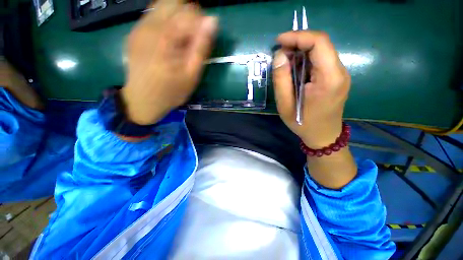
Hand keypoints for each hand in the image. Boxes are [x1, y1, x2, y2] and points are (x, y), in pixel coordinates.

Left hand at [121, 0, 217, 124]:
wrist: (142, 100)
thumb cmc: (171, 92)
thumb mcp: (192, 75)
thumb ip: (201, 47)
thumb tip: (212, 21)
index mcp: (166, 37)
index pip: (190, 10)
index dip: (202, 21)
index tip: (204, 38)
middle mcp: (150, 25)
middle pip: (174, 1)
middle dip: (189, 14)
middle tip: (193, 36)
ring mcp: (139, 27)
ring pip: (162, 5)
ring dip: (177, 17)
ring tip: (181, 39)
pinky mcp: (134, 32)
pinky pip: (152, 15)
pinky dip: (165, 21)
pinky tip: (168, 40)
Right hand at [272, 32, 350, 148]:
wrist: (323, 136)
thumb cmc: (303, 123)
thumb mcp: (285, 105)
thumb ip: (281, 80)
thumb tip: (279, 56)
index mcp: (329, 79)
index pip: (319, 42)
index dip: (298, 36)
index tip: (279, 41)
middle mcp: (340, 72)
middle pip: (321, 44)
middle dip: (297, 44)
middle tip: (279, 55)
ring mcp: (341, 74)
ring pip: (321, 52)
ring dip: (300, 53)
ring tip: (285, 65)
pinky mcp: (337, 78)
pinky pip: (321, 61)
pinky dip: (306, 61)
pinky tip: (295, 71)